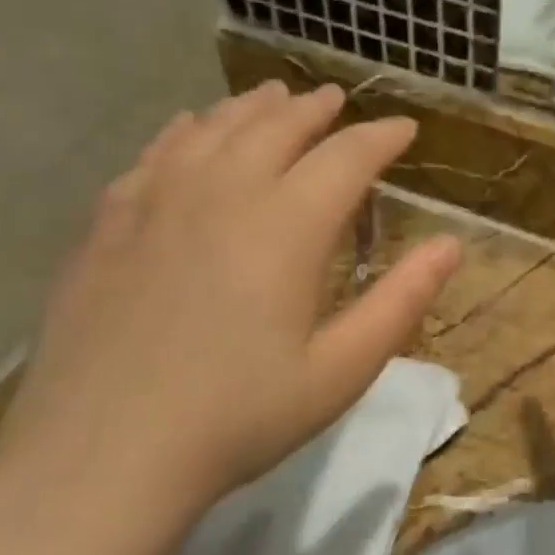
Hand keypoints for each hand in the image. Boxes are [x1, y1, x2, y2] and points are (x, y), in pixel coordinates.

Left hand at [0, 82, 460, 523]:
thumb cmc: (239, 418)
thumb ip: (401, 302)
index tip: (404, 128)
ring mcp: (155, 203)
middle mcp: (221, 194)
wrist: (103, 456)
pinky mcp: (107, 225)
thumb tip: (450, 245)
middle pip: (275, 128)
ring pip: (212, 130)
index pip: (345, 158)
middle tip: (336, 101)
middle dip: (314, 110)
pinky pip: (155, 155)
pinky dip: (185, 131)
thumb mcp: (340, 371)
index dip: (380, 137)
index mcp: (285, 228)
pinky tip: (190, 129)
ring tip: (273, 98)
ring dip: (251, 109)